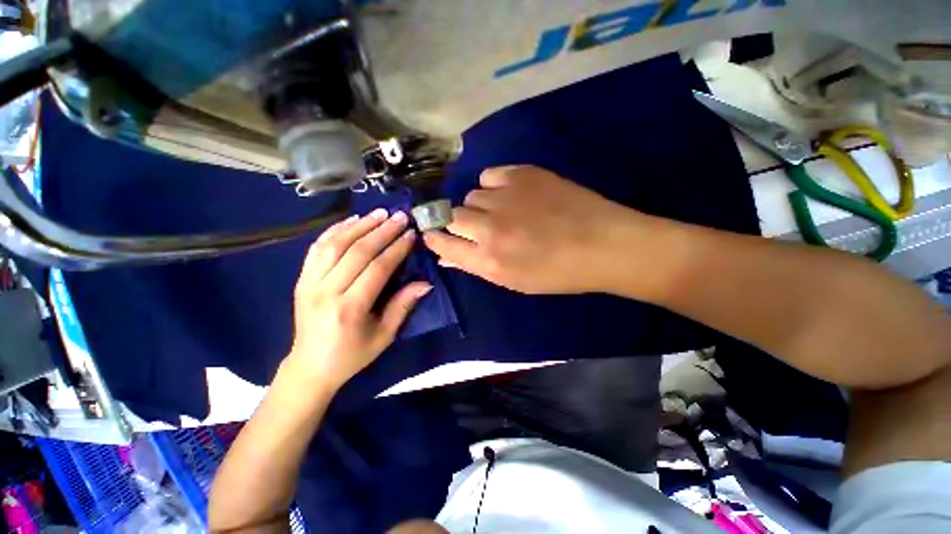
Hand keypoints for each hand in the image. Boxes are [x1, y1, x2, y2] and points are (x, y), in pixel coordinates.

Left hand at [287, 209, 431, 389]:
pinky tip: (351, 220)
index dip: (396, 249)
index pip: (376, 269)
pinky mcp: (301, 279)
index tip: (411, 234)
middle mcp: (326, 291)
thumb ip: (403, 305)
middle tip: (400, 216)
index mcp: (349, 308)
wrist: (310, 366)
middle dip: (382, 231)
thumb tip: (425, 283)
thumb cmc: (352, 355)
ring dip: (359, 225)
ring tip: (379, 213)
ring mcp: (309, 283)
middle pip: (357, 251)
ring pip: (335, 244)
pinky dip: (334, 231)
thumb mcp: (384, 335)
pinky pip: (316, 248)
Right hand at [423, 165, 644, 293]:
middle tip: (480, 227)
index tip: (433, 234)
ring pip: (471, 195)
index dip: (434, 238)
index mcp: (488, 260)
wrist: (602, 245)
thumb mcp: (513, 280)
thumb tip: (445, 255)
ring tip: (504, 212)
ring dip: (480, 206)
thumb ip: (475, 266)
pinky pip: (488, 176)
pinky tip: (512, 194)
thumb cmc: (558, 273)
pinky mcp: (522, 174)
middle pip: (451, 215)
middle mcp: (490, 228)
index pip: (441, 244)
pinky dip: (494, 186)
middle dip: (458, 223)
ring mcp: (505, 197)